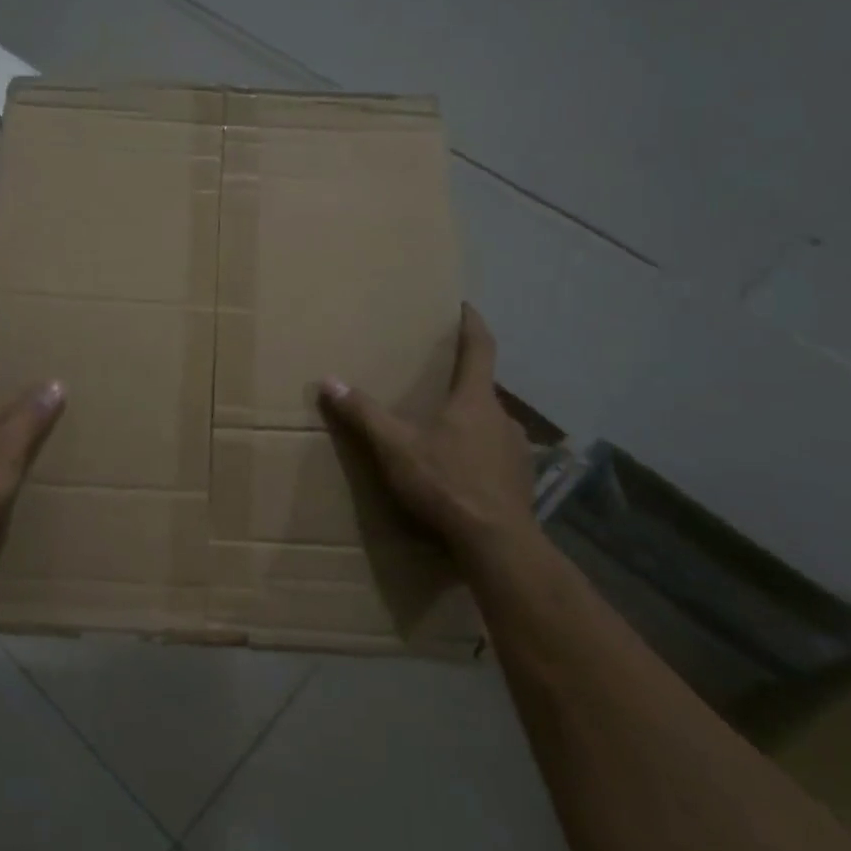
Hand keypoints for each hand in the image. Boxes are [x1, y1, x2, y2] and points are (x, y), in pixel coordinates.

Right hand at [319, 304, 537, 563]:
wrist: (496, 543)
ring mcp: (517, 451)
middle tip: (437, 387)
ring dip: (470, 424)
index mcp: (474, 400)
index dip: (472, 324)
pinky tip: (462, 476)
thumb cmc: (445, 483)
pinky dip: (479, 457)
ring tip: (445, 436)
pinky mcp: (521, 482)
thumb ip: (364, 414)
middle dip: (461, 385)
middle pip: (483, 390)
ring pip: (490, 426)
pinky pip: (497, 458)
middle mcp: (503, 417)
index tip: (465, 306)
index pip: (480, 348)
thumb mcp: (395, 447)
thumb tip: (329, 381)